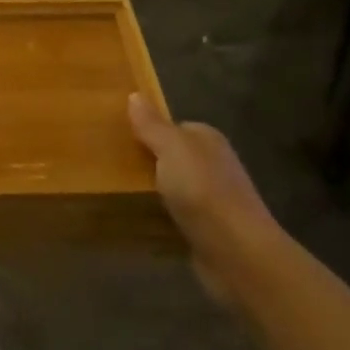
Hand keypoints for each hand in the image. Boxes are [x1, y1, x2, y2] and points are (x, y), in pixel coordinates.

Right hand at [129, 93, 289, 311]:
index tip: (119, 138)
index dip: (148, 130)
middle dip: (147, 161)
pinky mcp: (207, 231)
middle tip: (112, 166)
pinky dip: (160, 218)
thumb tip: (135, 95)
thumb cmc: (203, 191)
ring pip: (173, 188)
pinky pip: (176, 217)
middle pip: (173, 157)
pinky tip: (139, 221)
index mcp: (208, 139)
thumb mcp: (172, 149)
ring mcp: (212, 200)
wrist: (238, 254)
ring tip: (117, 192)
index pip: (174, 127)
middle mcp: (213, 165)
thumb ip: (152, 125)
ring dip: (152, 192)